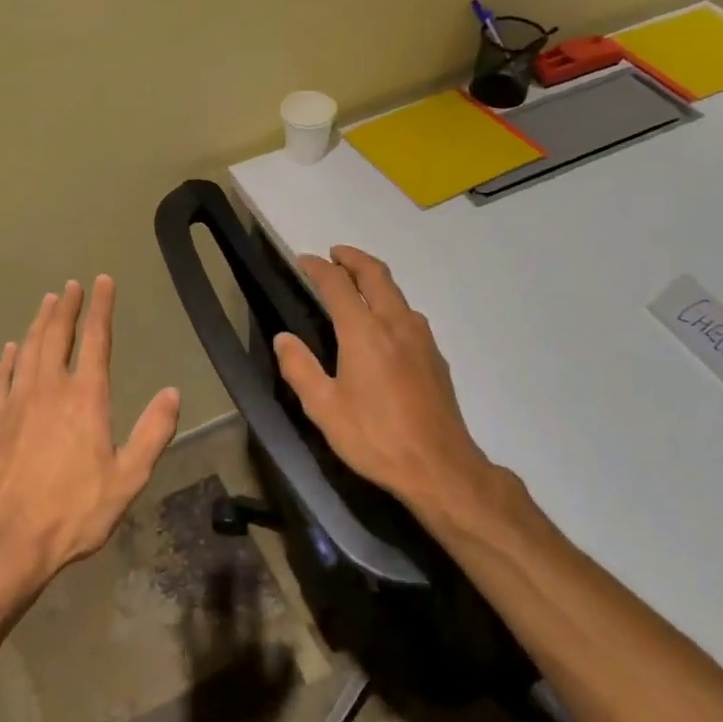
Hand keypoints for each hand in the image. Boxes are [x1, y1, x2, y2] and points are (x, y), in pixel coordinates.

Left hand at [0, 276, 180, 595]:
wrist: (7, 541)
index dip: (101, 308)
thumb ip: (152, 433)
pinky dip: (7, 360)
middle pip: (57, 336)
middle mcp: (49, 390)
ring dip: (38, 324)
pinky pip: (0, 380)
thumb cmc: (74, 511)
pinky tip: (9, 350)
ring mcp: (17, 404)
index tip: (102, 282)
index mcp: (85, 399)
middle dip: (66, 307)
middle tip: (71, 285)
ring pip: (28, 351)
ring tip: (46, 302)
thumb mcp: (128, 478)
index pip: (96, 340)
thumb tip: (172, 393)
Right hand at [274, 246, 498, 521]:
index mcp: (364, 333)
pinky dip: (390, 302)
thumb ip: (300, 369)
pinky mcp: (435, 357)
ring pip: (397, 293)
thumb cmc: (374, 438)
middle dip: (353, 258)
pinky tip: (383, 324)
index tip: (304, 260)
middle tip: (335, 254)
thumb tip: (283, 338)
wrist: (439, 467)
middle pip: (376, 275)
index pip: (338, 285)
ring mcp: (421, 339)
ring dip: (375, 279)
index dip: (319, 268)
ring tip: (356, 285)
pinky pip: (409, 314)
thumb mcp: (324, 409)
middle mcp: (396, 324)